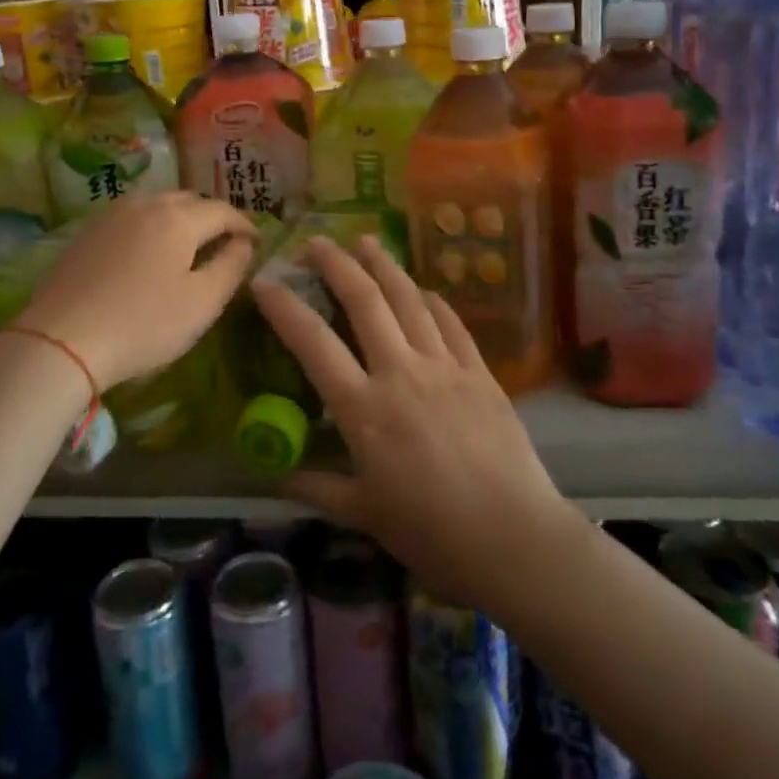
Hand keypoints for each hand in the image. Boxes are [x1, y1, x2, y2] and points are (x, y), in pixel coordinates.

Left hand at [19, 192, 257, 392]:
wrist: (62, 340)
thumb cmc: (143, 324)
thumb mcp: (202, 302)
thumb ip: (231, 267)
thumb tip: (244, 243)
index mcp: (178, 218)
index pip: (223, 211)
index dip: (244, 225)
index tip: (256, 243)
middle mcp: (145, 204)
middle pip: (189, 200)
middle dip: (212, 217)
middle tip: (224, 243)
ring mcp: (111, 215)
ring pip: (157, 205)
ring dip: (180, 218)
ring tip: (188, 245)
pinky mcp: (86, 232)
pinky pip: (131, 217)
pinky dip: (150, 226)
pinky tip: (147, 251)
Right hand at [252, 235, 583, 614]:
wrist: (514, 537)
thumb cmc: (431, 533)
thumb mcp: (366, 516)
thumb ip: (320, 489)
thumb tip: (280, 480)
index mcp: (363, 409)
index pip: (313, 343)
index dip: (284, 308)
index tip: (264, 282)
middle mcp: (400, 373)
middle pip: (364, 301)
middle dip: (336, 264)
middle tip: (317, 241)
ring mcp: (443, 367)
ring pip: (408, 300)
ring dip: (384, 266)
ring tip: (367, 241)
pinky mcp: (479, 373)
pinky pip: (451, 324)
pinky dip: (432, 300)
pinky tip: (423, 289)